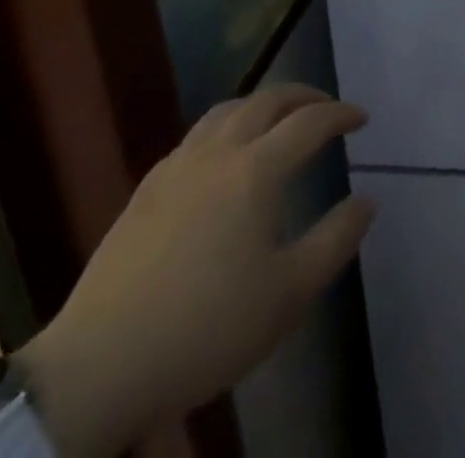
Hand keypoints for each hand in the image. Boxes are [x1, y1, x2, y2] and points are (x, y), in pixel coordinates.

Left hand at [17, 84, 374, 457]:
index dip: (341, 113)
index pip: (310, 122)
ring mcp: (176, 168)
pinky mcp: (145, 191)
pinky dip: (225, 127)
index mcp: (256, 170)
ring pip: (226, 110)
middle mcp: (218, 153)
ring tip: (278, 119)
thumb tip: (366, 200)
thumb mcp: (289, 294)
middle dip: (303, 96)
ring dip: (261, 104)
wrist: (97, 368)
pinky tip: (223, 156)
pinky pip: (196, 136)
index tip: (362, 118)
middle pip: (267, 100)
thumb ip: (335, 240)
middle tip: (325, 107)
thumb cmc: (206, 328)